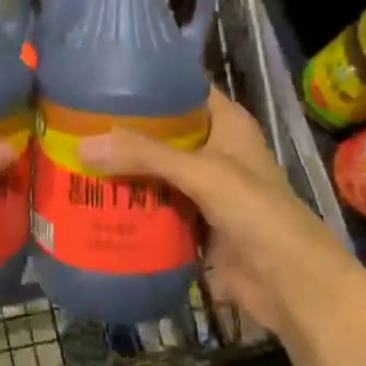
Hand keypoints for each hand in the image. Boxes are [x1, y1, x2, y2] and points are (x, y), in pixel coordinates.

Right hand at [78, 88, 357, 332]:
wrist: (292, 286)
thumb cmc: (258, 214)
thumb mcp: (202, 174)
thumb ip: (144, 156)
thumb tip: (81, 146)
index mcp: (227, 124)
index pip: (183, 89)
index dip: (148, 82)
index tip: (102, 79)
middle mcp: (214, 149)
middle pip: (161, 131)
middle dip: (123, 129)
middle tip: (75, 121)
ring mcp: (203, 187)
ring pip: (154, 169)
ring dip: (122, 167)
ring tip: (73, 154)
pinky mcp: (192, 220)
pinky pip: (154, 203)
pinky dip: (129, 201)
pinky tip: (93, 197)